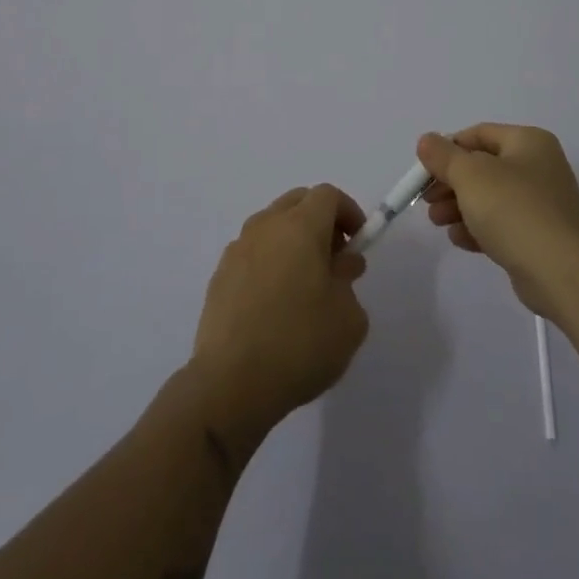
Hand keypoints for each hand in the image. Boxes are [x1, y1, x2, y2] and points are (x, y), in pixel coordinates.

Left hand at [188, 185, 370, 446]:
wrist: (231, 383)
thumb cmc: (300, 344)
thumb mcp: (348, 319)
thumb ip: (348, 281)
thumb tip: (339, 266)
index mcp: (300, 227)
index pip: (328, 195)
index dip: (348, 212)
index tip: (358, 242)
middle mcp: (266, 227)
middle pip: (297, 202)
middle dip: (321, 221)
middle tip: (335, 259)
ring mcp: (238, 249)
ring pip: (272, 225)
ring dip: (293, 241)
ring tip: (305, 285)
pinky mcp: (219, 275)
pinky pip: (253, 252)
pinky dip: (270, 262)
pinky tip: (275, 303)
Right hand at [418, 124, 578, 320]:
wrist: (561, 271)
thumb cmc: (513, 209)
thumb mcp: (470, 175)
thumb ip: (443, 156)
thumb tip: (427, 141)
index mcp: (528, 141)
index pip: (478, 134)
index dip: (447, 149)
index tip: (424, 171)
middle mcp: (539, 166)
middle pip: (482, 167)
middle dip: (450, 183)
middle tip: (427, 200)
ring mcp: (542, 203)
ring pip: (490, 197)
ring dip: (459, 207)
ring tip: (437, 223)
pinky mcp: (540, 236)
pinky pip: (502, 224)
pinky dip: (478, 228)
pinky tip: (460, 240)